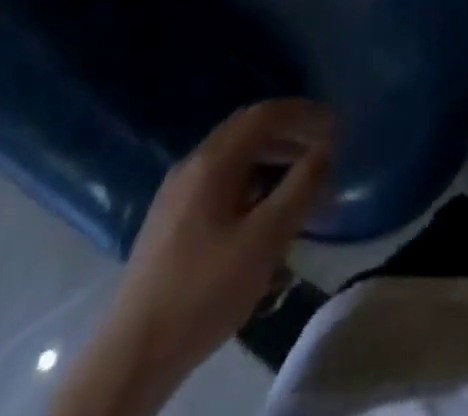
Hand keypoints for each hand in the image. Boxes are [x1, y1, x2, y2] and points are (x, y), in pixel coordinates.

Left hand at [116, 99, 332, 371]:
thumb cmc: (204, 291)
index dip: (302, 113)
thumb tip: (326, 149)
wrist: (133, 354)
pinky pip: (220, 178)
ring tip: (302, 177)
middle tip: (324, 146)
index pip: (264, 114)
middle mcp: (192, 164)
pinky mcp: (171, 218)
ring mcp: (177, 191)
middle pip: (248, 130)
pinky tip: (264, 206)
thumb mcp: (264, 240)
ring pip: (233, 156)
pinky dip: (251, 178)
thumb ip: (300, 188)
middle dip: (289, 132)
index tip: (335, 122)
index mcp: (212, 161)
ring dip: (271, 156)